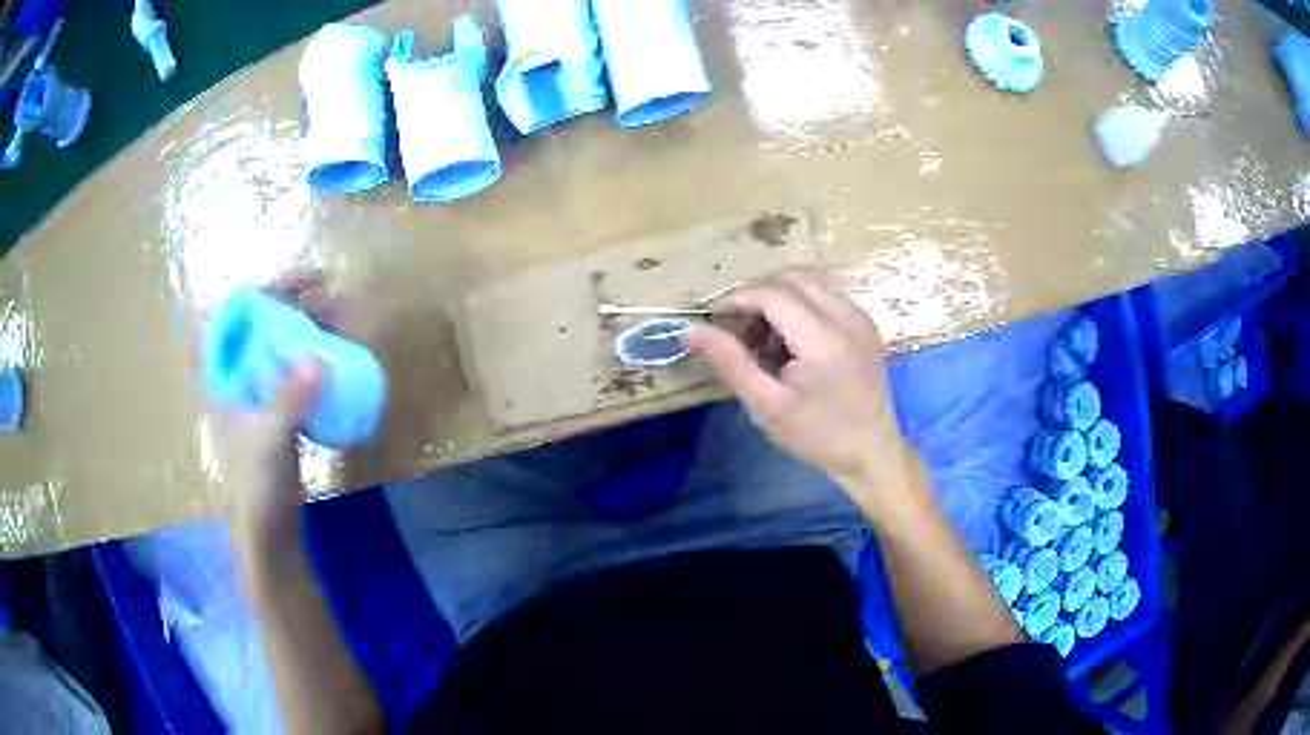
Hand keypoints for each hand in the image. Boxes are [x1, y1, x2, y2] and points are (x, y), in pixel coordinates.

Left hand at [218, 271, 336, 571]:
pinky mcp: (276, 408)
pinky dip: (314, 354)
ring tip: (341, 320)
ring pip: (280, 342)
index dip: (268, 288)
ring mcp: (257, 391)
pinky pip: (294, 367)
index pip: (237, 312)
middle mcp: (236, 374)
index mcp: (221, 374)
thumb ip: (290, 401)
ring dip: (309, 326)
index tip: (304, 281)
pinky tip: (336, 354)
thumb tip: (320, 359)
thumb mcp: (271, 440)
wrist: (268, 528)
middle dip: (297, 304)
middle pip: (263, 321)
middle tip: (333, 300)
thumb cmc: (257, 483)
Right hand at [688, 271, 916, 500]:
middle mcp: (846, 316)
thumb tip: (693, 331)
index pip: (772, 294)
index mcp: (823, 338)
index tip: (715, 318)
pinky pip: (827, 293)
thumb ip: (732, 363)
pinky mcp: (865, 323)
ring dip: (780, 296)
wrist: (871, 451)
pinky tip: (794, 337)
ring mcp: (860, 317)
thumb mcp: (767, 406)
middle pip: (792, 279)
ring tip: (767, 334)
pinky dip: (802, 302)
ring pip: (810, 281)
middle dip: (759, 295)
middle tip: (741, 331)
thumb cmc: (817, 435)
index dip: (738, 298)